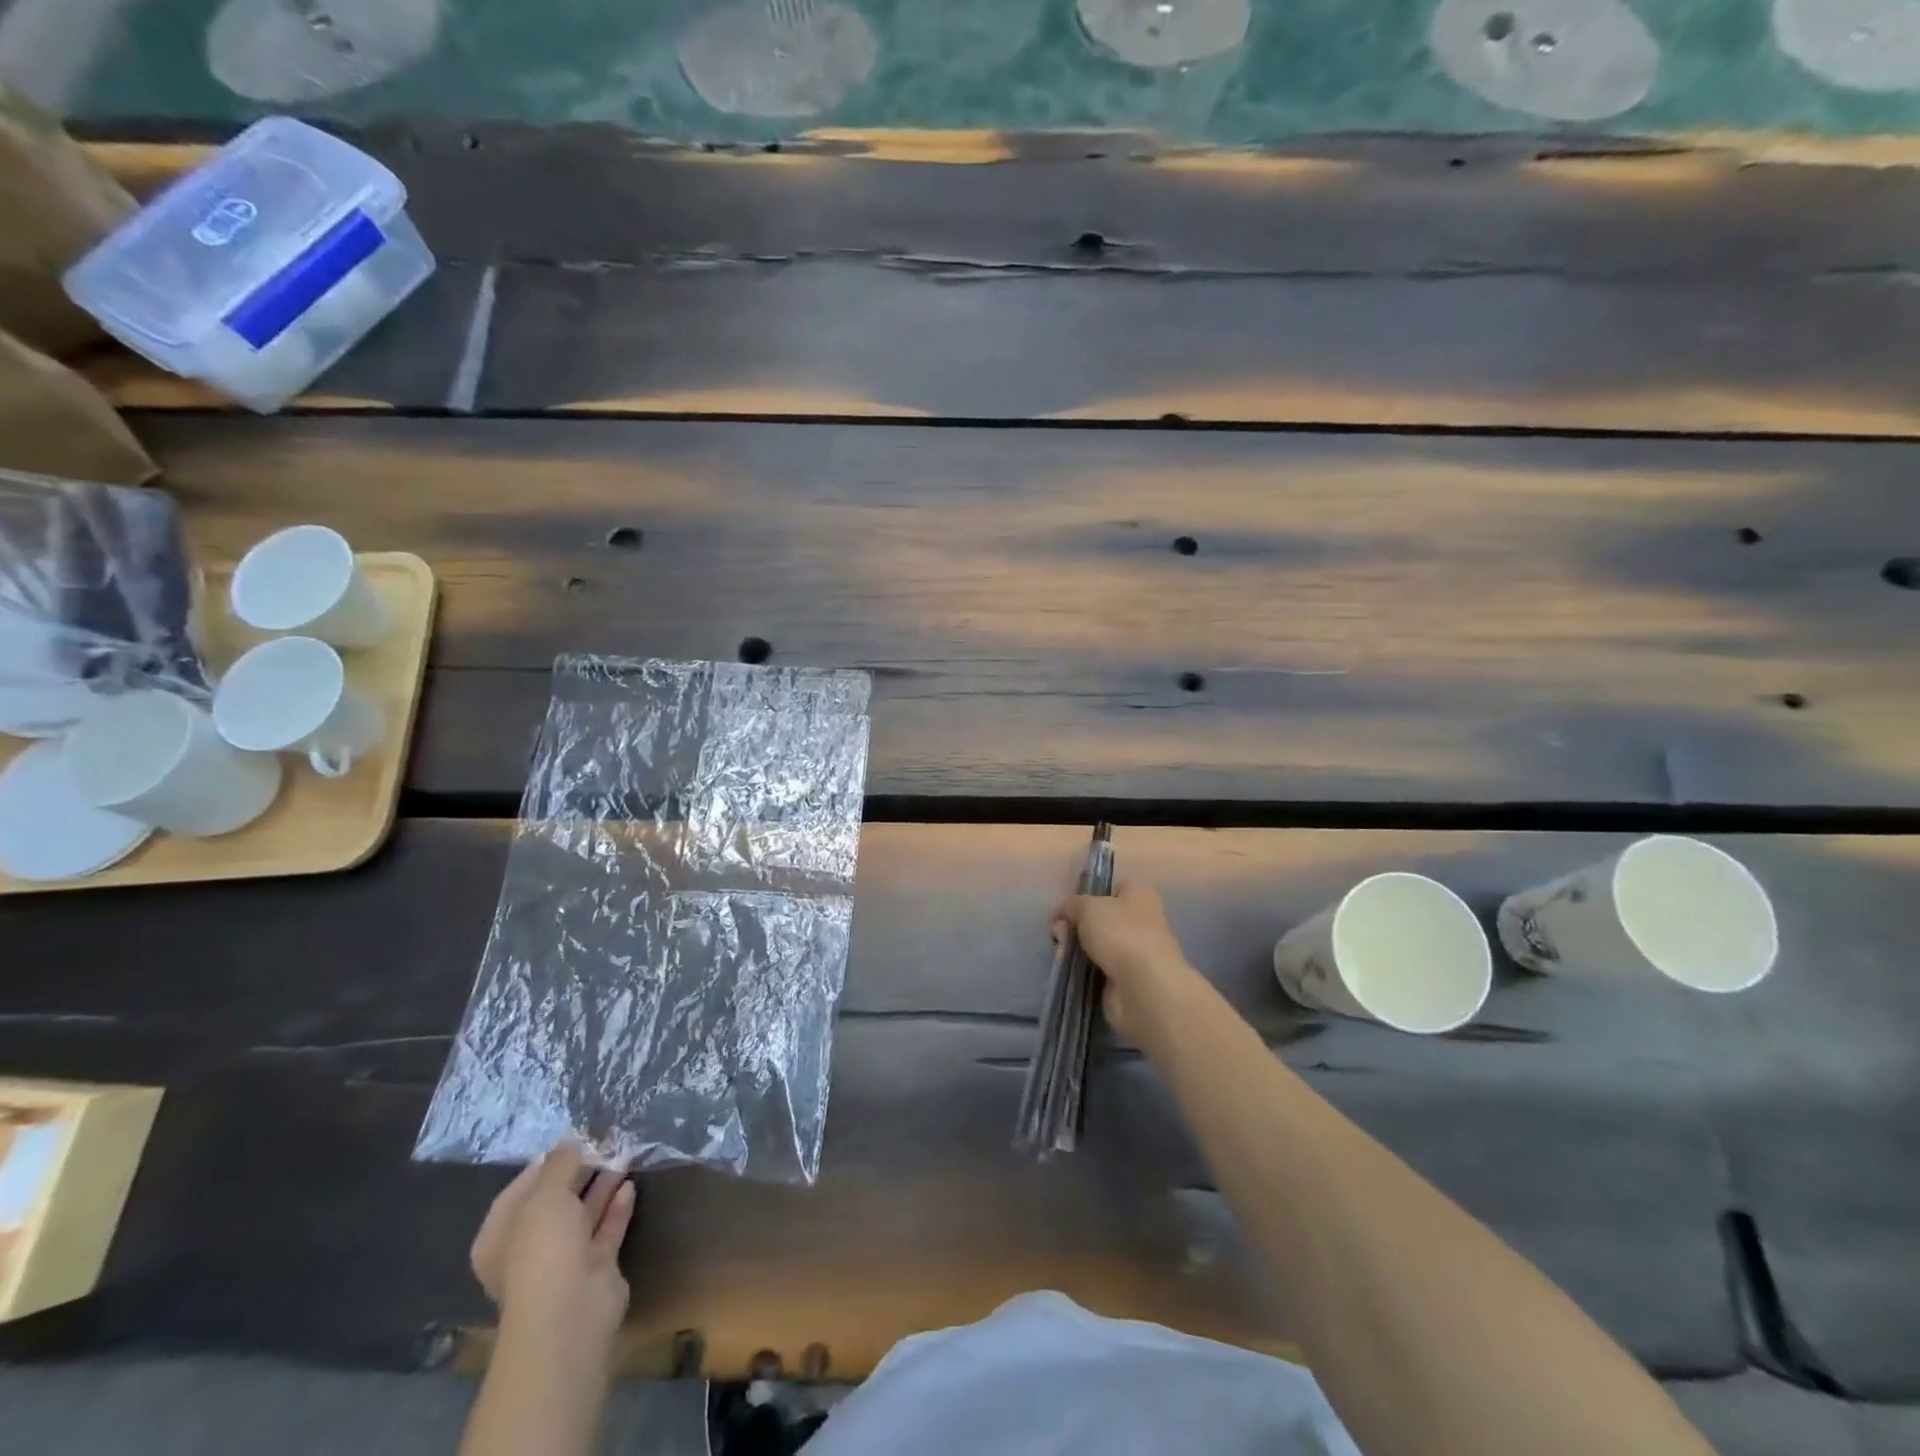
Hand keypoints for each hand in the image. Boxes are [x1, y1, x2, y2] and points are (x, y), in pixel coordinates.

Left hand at [471, 1142, 634, 1350]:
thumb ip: (559, 1163)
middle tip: (604, 1142)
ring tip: (623, 1154)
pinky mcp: (595, 1267)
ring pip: (582, 1215)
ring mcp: (562, 1261)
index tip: (572, 1140)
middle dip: (578, 1172)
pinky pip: (605, 1229)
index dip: (544, 1165)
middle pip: (554, 1203)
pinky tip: (630, 1183)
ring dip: (601, 1185)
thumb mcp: (546, 1194)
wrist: (571, 1309)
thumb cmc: (543, 1248)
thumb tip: (569, 1139)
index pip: (519, 1191)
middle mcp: (528, 1250)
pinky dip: (616, 1207)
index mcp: (500, 1238)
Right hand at [1055, 880, 1202, 1042]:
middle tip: (1060, 932)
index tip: (1069, 906)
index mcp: (1140, 894)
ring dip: (1077, 948)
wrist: (1144, 988)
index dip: (1090, 894)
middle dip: (1077, 925)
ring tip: (1062, 953)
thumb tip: (1064, 914)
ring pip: (1097, 945)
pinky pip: (1098, 969)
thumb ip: (1071, 905)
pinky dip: (1084, 970)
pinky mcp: (1127, 980)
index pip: (1113, 887)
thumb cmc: (1121, 934)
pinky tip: (1070, 971)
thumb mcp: (1087, 907)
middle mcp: (1142, 920)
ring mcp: (1135, 952)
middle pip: (1101, 918)